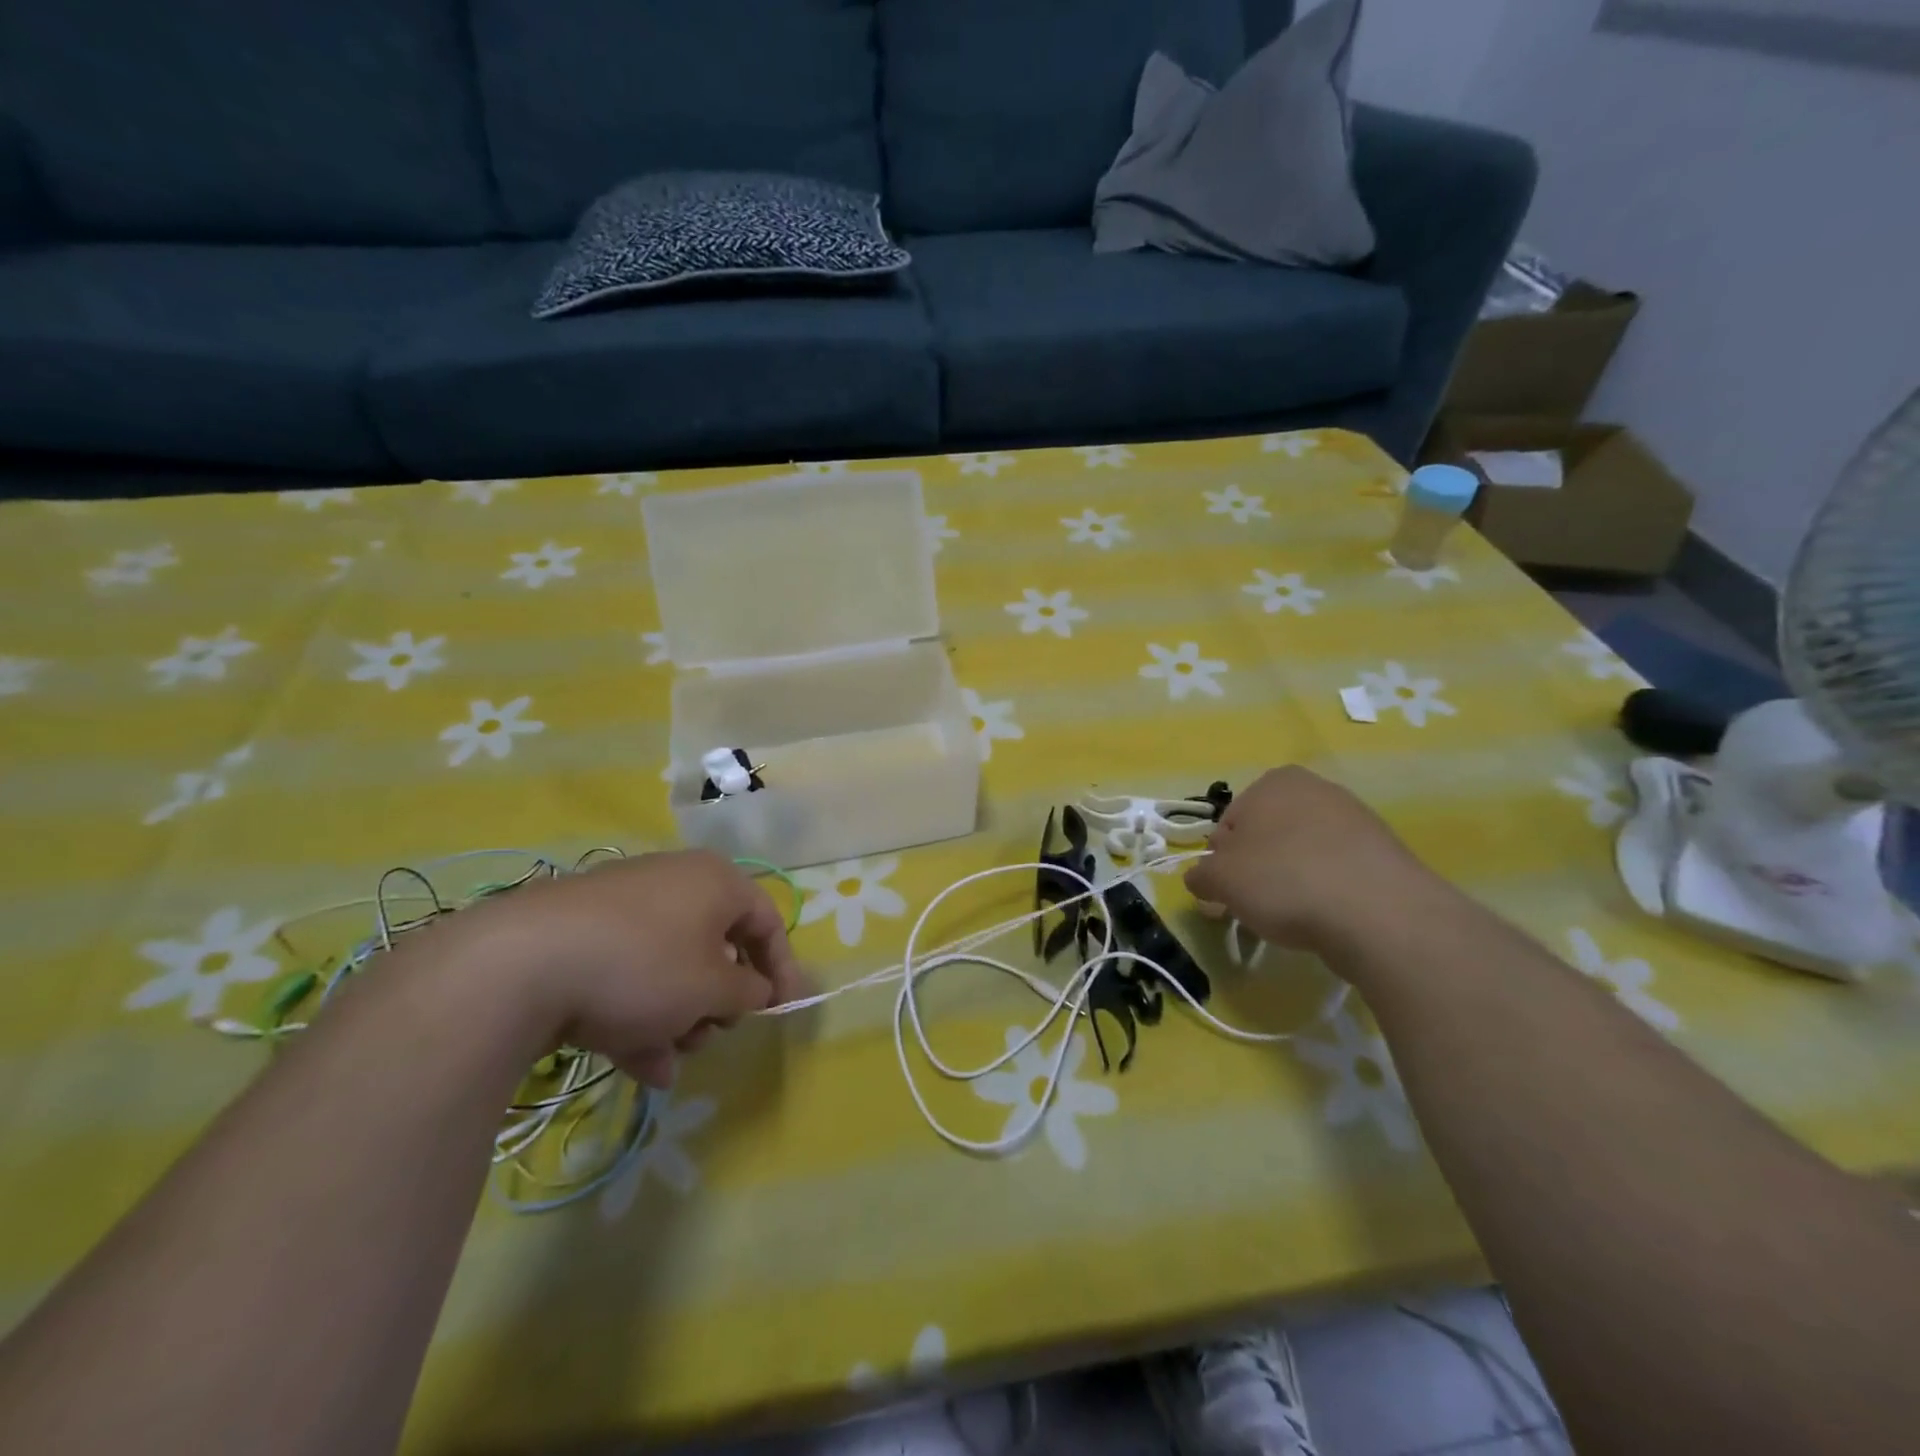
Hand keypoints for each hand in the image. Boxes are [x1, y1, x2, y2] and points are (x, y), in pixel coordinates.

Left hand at [443, 850, 804, 1088]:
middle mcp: (674, 883)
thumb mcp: (712, 988)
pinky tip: (638, 1064)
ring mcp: (624, 907)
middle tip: (710, 1034)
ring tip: (667, 1060)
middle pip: (715, 947)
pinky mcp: (581, 934)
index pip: (767, 922)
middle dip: (718, 1001)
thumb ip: (748, 991)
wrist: (520, 963)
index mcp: (716, 881)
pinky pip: (629, 973)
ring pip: (670, 967)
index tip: (782, 1010)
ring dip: (679, 1017)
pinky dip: (640, 1015)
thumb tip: (756, 990)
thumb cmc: (643, 967)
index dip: (782, 969)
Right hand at [1186, 767, 1436, 956]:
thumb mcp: (1221, 881)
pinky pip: (1338, 870)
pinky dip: (1326, 890)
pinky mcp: (1385, 852)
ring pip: (1303, 852)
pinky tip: (1327, 916)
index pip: (1229, 823)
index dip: (1222, 861)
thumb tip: (1200, 879)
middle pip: (1268, 834)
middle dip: (1257, 868)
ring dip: (1291, 879)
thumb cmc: (1284, 881)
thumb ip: (1200, 876)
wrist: (1380, 913)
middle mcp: (1316, 788)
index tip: (1226, 893)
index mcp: (1273, 782)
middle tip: (1255, 906)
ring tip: (1293, 916)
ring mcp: (1356, 818)